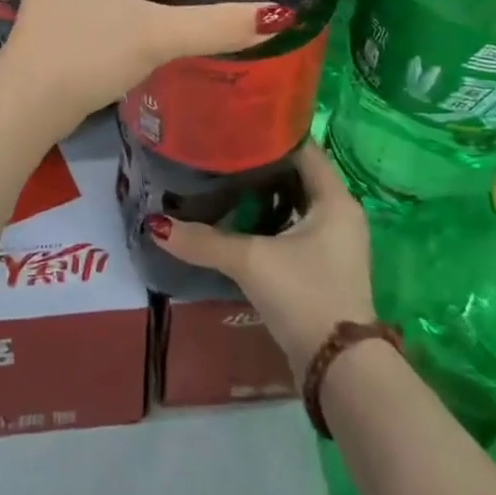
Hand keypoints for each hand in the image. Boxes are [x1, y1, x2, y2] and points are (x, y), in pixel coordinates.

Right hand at [149, 146, 375, 382]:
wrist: (339, 370)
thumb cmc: (304, 295)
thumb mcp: (251, 262)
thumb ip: (204, 241)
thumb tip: (155, 224)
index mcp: (334, 198)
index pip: (302, 147)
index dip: (269, 134)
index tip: (233, 125)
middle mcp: (339, 213)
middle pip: (297, 174)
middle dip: (260, 164)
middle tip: (220, 150)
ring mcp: (334, 242)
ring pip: (294, 202)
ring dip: (264, 194)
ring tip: (222, 179)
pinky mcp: (323, 266)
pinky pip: (294, 227)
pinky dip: (269, 219)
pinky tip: (237, 220)